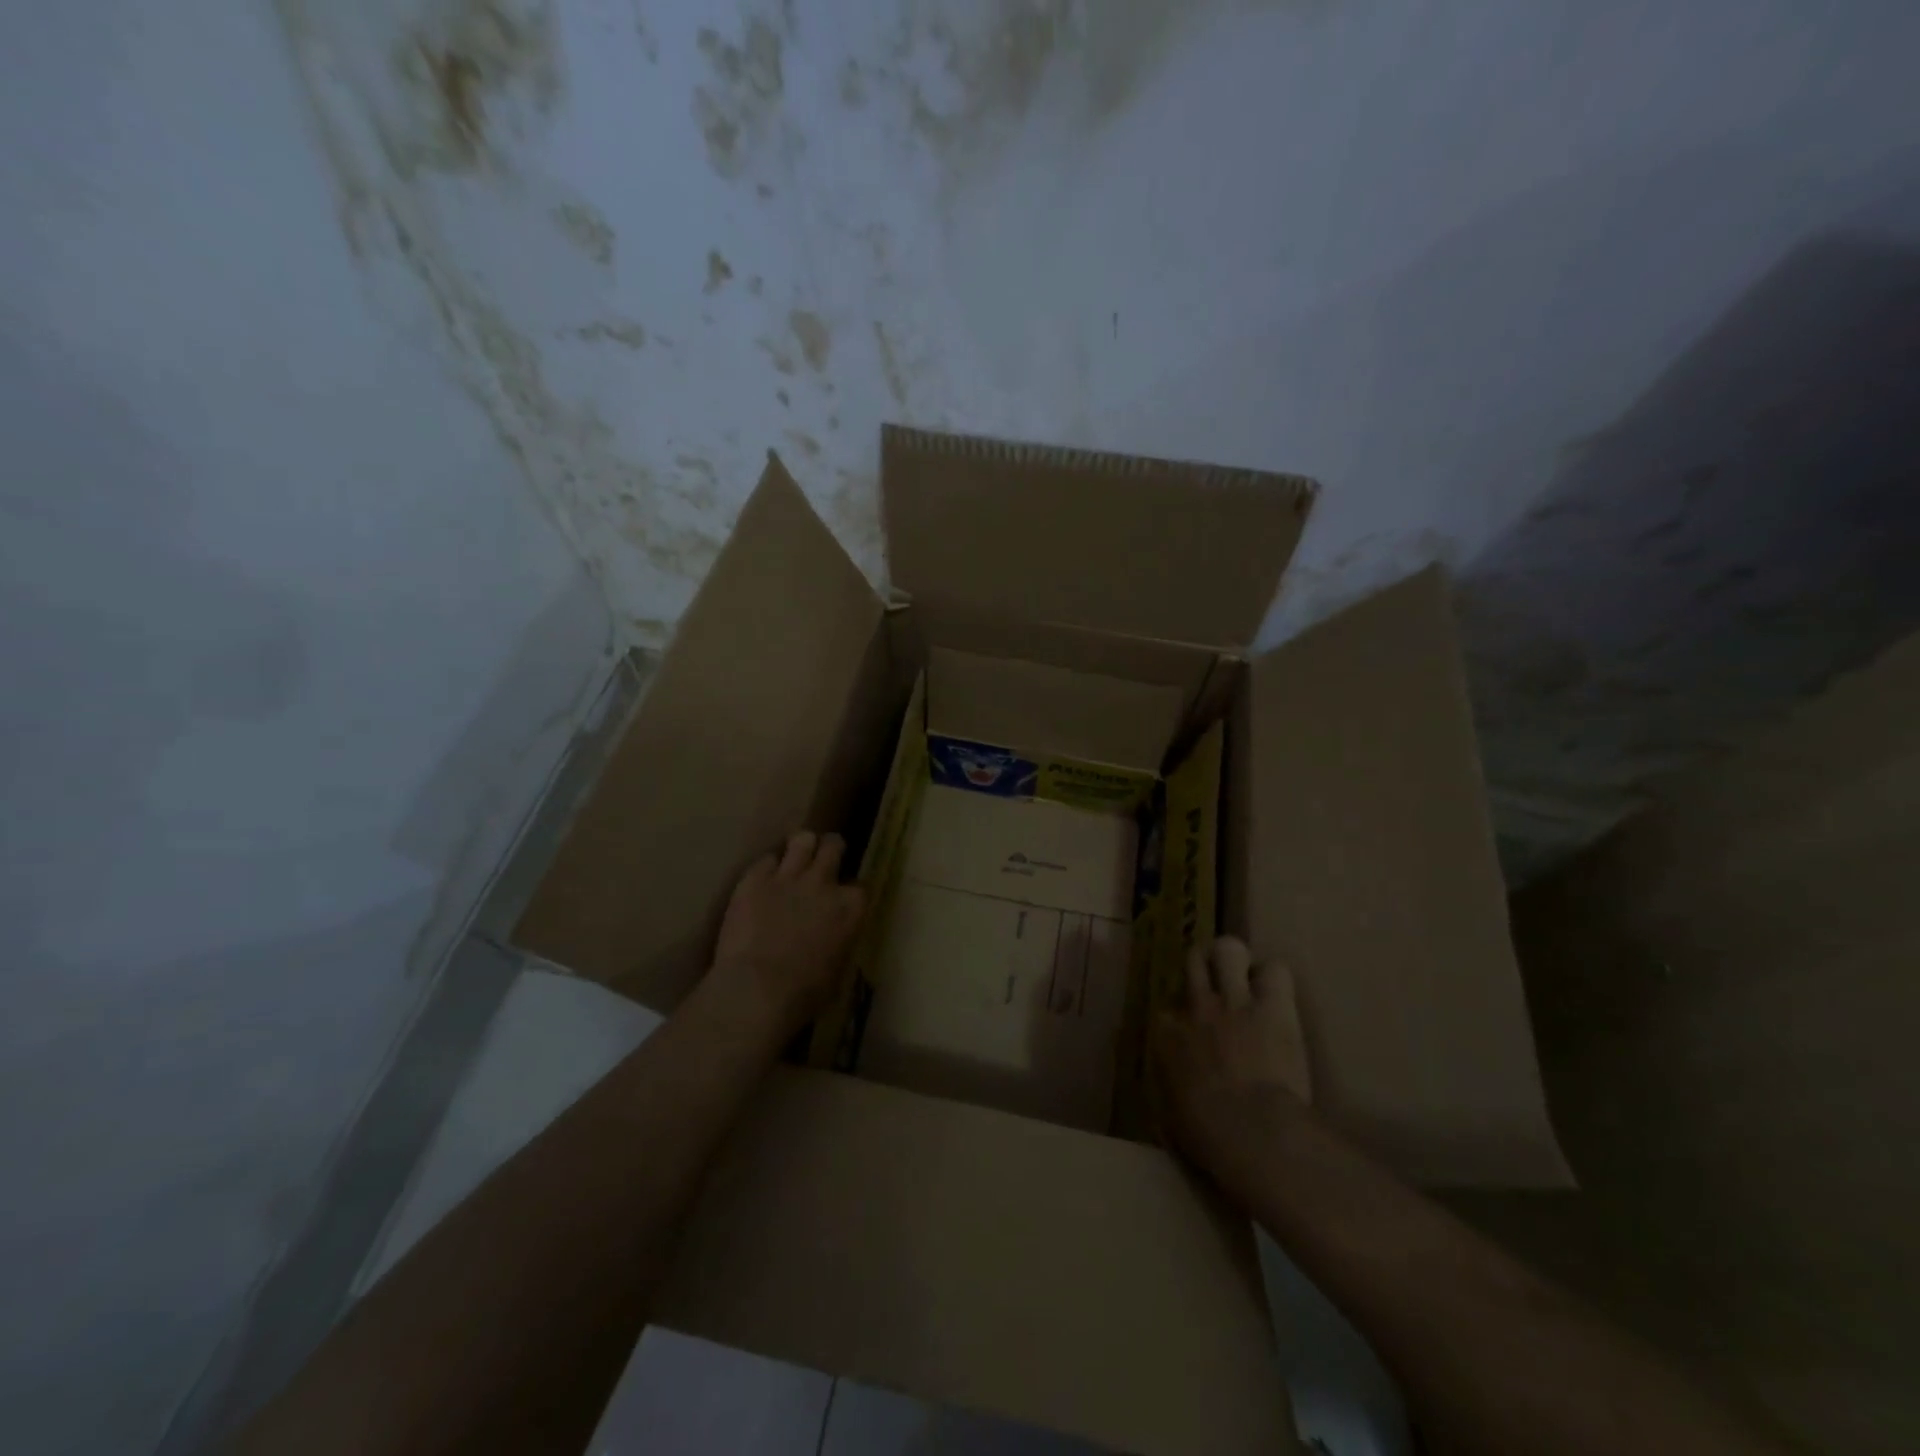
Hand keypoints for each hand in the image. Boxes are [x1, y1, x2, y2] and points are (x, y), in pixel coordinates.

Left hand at [711, 830, 865, 1035]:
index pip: (860, 885)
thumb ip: (841, 940)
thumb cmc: (803, 994)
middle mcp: (824, 883)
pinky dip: (767, 868)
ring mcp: (788, 877)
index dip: (850, 891)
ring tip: (795, 856)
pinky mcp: (755, 878)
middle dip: (830, 850)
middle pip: (833, 846)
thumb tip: (836, 937)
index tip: (843, 899)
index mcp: (850, 908)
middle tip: (823, 859)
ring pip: (802, 840)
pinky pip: (766, 859)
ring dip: (801, 847)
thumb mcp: (838, 969)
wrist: (756, 991)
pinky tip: (762, 880)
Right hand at [1153, 937, 1311, 1177]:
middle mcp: (1195, 1007)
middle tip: (1219, 986)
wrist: (1251, 1132)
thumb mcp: (1170, 1116)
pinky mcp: (1272, 1005)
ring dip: (1237, 960)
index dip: (1182, 1019)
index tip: (1193, 1036)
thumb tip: (1169, 1096)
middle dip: (1205, 968)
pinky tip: (1279, 997)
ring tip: (1247, 978)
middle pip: (1194, 961)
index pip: (1166, 1009)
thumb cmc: (1206, 1136)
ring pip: (1228, 948)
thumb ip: (1168, 1091)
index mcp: (1166, 1035)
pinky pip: (1276, 969)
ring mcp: (1233, 1001)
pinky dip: (1276, 980)